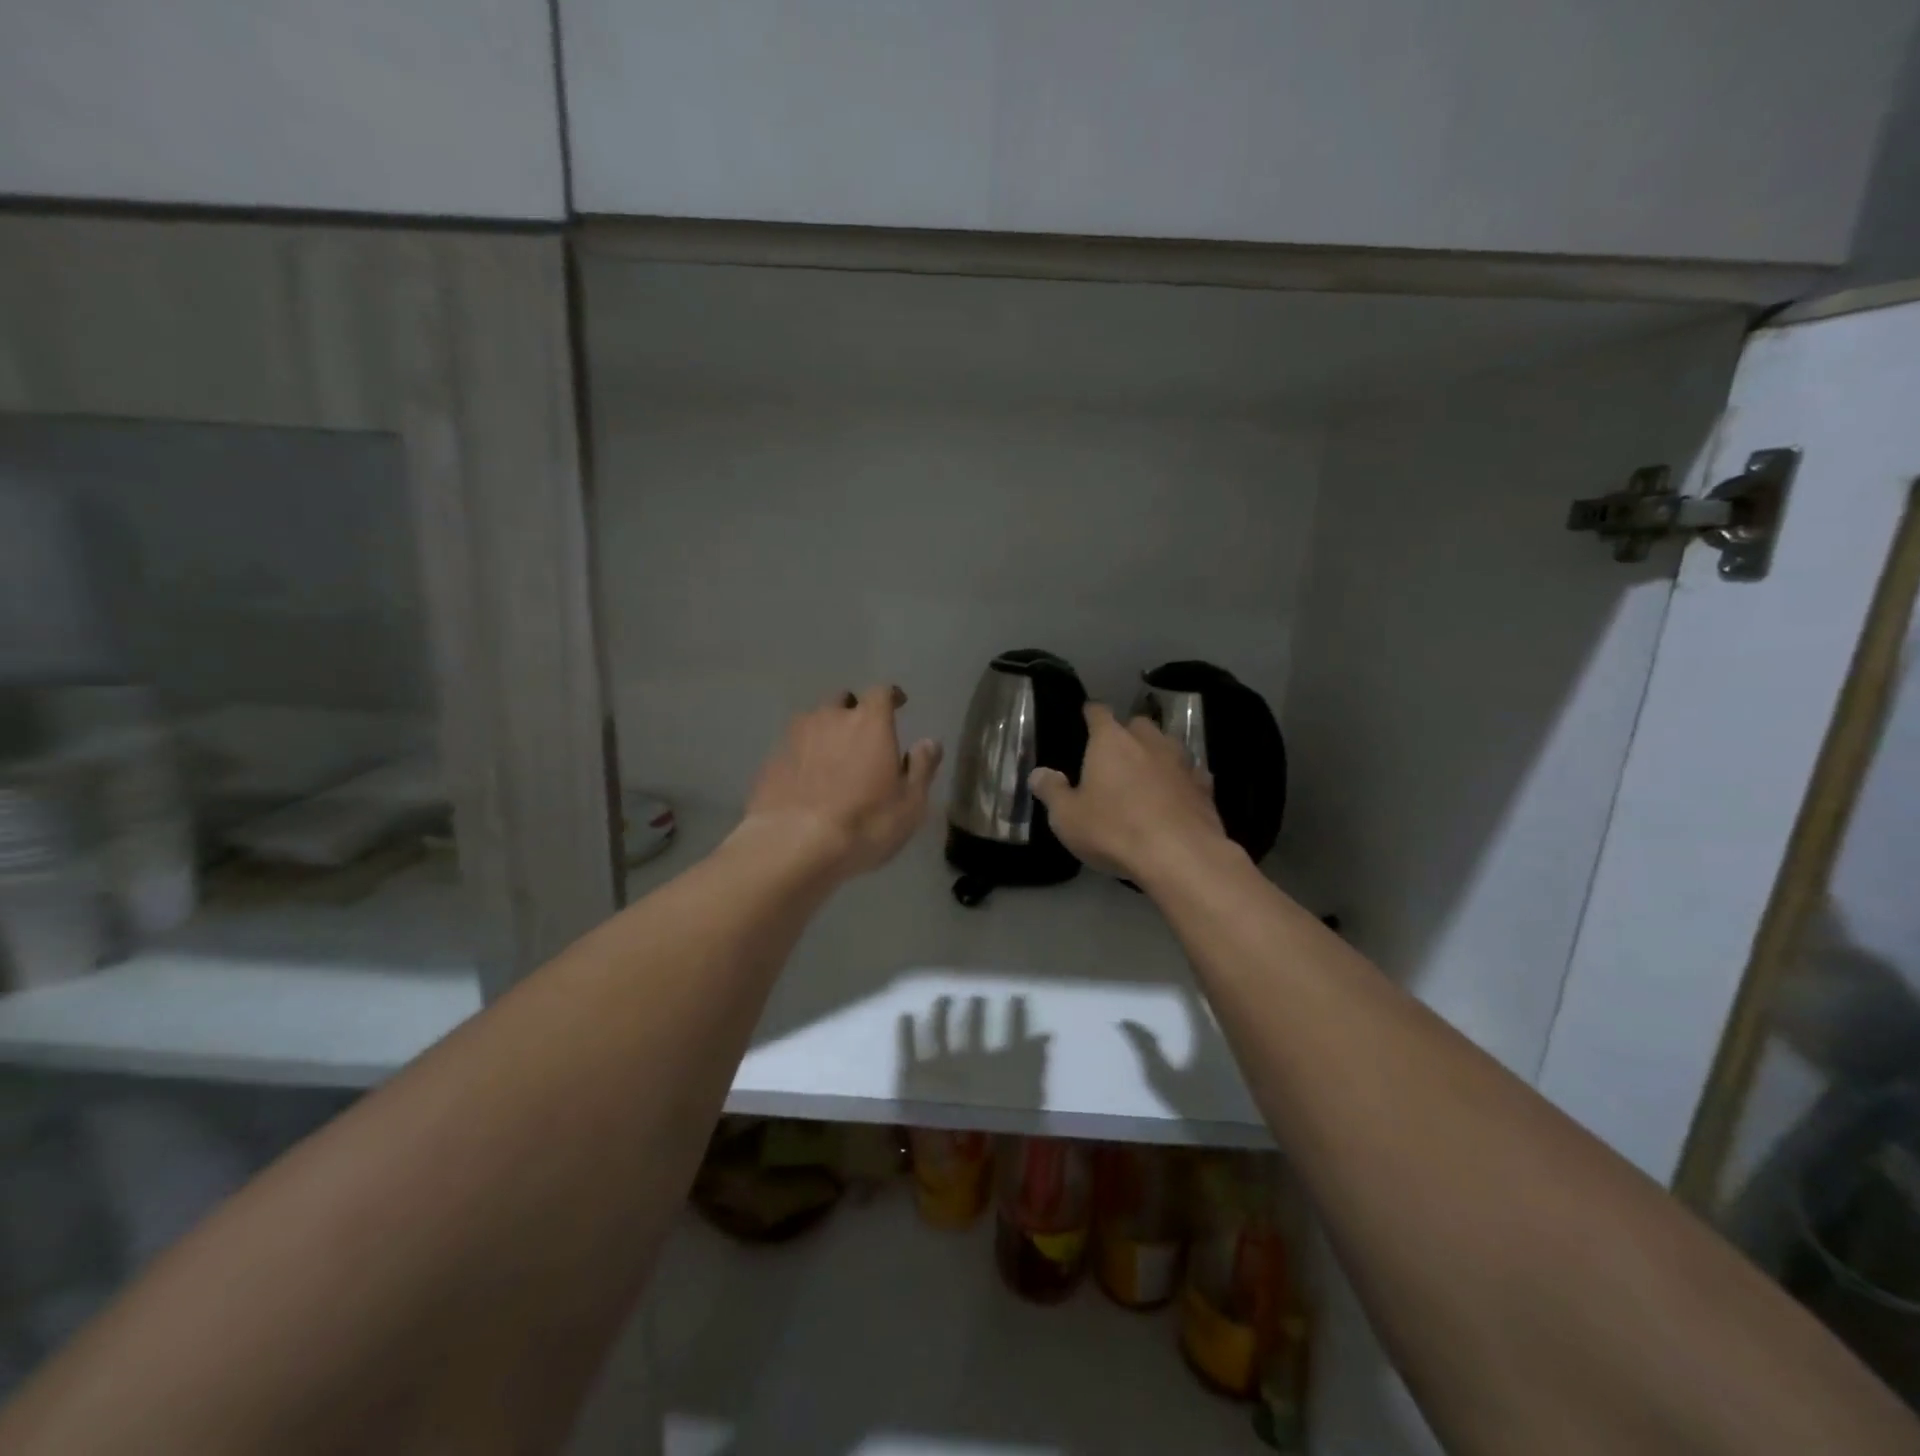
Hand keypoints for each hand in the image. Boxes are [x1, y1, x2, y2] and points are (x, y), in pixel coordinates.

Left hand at [742, 684, 942, 878]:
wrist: (793, 845)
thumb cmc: (864, 822)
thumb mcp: (910, 803)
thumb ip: (922, 767)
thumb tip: (929, 743)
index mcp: (869, 722)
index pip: (881, 692)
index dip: (890, 696)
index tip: (898, 704)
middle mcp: (830, 718)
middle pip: (842, 701)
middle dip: (853, 711)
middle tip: (862, 735)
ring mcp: (795, 737)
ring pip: (813, 722)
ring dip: (825, 732)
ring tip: (831, 759)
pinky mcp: (771, 761)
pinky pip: (792, 749)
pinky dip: (802, 757)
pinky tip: (806, 782)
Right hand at [1028, 703, 1226, 882]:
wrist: (1180, 856)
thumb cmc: (1113, 830)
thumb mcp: (1067, 817)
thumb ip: (1051, 791)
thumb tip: (1039, 773)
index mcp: (1111, 741)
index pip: (1098, 712)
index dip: (1091, 713)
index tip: (1086, 716)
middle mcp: (1148, 741)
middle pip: (1137, 724)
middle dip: (1127, 733)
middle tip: (1115, 754)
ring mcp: (1182, 762)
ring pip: (1168, 745)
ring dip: (1157, 754)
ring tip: (1146, 773)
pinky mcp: (1205, 787)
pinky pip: (1191, 774)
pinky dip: (1181, 779)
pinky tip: (1176, 794)